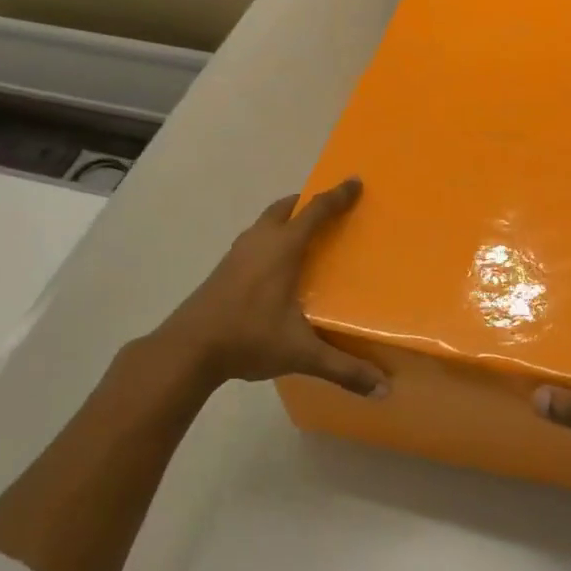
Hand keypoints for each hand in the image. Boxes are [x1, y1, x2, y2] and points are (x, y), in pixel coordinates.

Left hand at [128, 179, 387, 402]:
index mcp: (283, 249)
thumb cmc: (248, 338)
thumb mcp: (301, 353)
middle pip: (285, 207)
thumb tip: (384, 389)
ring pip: (265, 223)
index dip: (337, 196)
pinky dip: (269, 239)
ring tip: (304, 235)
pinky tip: (274, 267)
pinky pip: (253, 241)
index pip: (316, 212)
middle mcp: (260, 242)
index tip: (354, 182)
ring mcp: (237, 254)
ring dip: (285, 219)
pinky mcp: (223, 270)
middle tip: (327, 209)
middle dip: (307, 202)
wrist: (186, 349)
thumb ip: (343, 369)